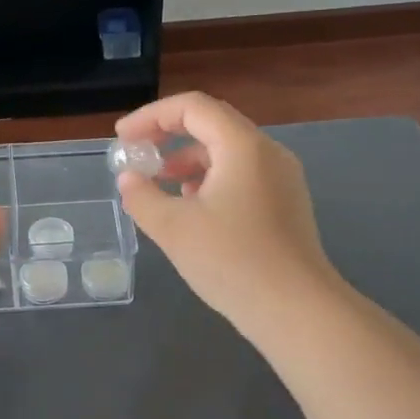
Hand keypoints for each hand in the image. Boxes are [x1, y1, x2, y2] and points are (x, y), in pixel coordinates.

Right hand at [114, 93, 339, 339]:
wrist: (297, 311)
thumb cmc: (232, 261)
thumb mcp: (173, 228)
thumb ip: (142, 196)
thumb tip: (130, 179)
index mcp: (242, 146)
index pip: (192, 107)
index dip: (151, 116)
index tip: (123, 139)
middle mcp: (267, 152)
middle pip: (212, 124)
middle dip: (168, 136)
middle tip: (137, 157)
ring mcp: (282, 179)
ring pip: (227, 152)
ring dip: (188, 159)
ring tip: (159, 185)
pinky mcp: (286, 204)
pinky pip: (242, 175)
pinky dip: (210, 179)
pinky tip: (192, 209)